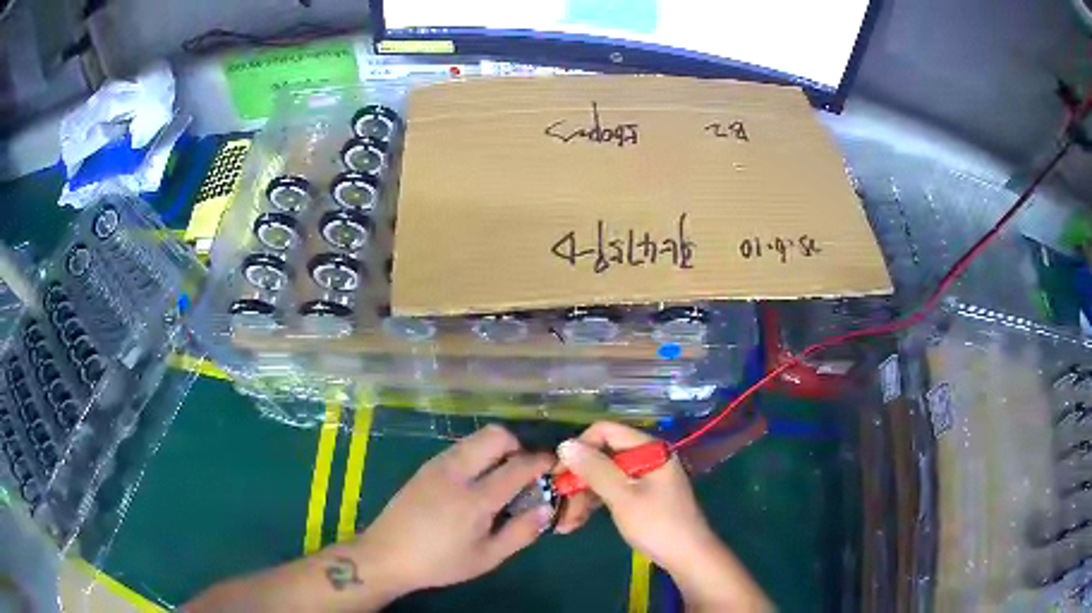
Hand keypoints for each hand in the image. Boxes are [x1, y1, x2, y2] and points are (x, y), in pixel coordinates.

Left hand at [351, 425, 554, 594]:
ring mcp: (437, 465)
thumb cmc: (440, 562)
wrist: (386, 554)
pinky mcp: (425, 466)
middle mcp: (456, 471)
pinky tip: (475, 483)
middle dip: (518, 446)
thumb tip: (547, 508)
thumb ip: (521, 532)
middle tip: (524, 472)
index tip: (555, 466)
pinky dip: (478, 455)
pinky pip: (460, 448)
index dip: (543, 461)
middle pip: (496, 435)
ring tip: (501, 478)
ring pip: (476, 438)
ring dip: (497, 449)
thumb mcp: (487, 558)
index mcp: (475, 498)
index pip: (518, 465)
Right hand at [555, 422, 769, 611]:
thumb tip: (565, 444)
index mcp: (649, 449)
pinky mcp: (642, 495)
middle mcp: (647, 457)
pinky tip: (577, 522)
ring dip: (583, 496)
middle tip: (558, 503)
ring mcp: (645, 477)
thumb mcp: (623, 496)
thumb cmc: (657, 524)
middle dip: (578, 479)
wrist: (688, 556)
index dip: (580, 448)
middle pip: (603, 455)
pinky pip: (612, 490)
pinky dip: (595, 503)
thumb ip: (595, 469)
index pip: (605, 431)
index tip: (560, 473)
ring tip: (565, 522)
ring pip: (604, 476)